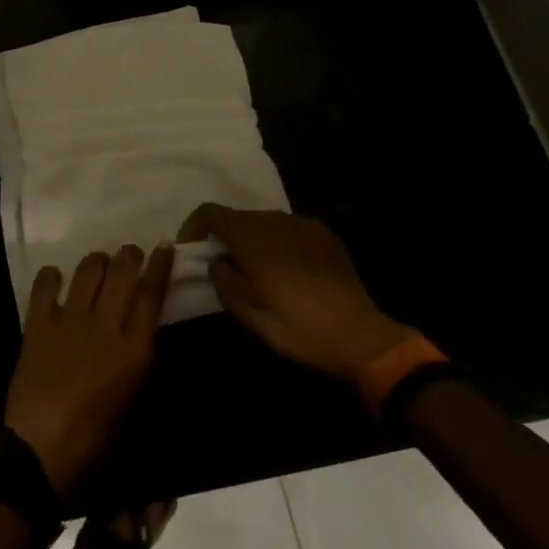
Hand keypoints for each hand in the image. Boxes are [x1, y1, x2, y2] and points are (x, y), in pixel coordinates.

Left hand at [4, 244, 171, 503]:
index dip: (160, 266)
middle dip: (130, 255)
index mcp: (133, 352)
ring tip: (99, 263)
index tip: (165, 247)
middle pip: (122, 272)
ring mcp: (69, 321)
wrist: (38, 453)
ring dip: (97, 261)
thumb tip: (135, 333)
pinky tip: (56, 279)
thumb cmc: (93, 444)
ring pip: (88, 270)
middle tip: (131, 253)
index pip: (152, 295)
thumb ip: (134, 361)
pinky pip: (46, 286)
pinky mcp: (38, 324)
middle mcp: (104, 327)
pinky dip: (53, 276)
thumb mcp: (130, 402)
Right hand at [180, 205, 414, 381]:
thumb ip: (222, 279)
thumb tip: (217, 262)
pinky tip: (287, 272)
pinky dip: (278, 244)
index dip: (194, 226)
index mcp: (250, 234)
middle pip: (239, 217)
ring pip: (265, 223)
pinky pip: (290, 231)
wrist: (358, 335)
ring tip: (255, 270)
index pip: (210, 212)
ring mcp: (303, 224)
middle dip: (224, 236)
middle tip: (221, 266)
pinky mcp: (325, 235)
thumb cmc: (295, 325)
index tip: (190, 249)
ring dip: (253, 240)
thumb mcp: (247, 312)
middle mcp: (275, 219)